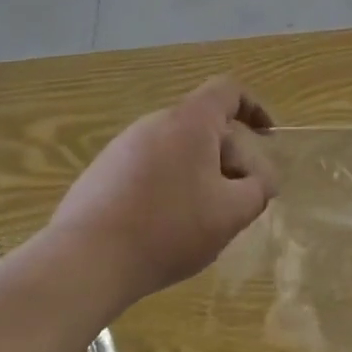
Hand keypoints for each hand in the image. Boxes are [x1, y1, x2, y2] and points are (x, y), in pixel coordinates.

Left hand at [53, 78, 276, 304]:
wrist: (84, 261)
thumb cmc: (169, 228)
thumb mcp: (231, 214)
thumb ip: (258, 190)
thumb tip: (260, 181)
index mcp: (189, 121)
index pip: (227, 91)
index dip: (253, 108)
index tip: (267, 136)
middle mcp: (154, 123)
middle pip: (203, 126)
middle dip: (229, 158)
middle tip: (238, 199)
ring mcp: (122, 147)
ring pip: (176, 150)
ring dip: (199, 175)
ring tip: (203, 219)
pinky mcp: (101, 174)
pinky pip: (149, 169)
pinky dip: (168, 187)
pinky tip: (165, 228)